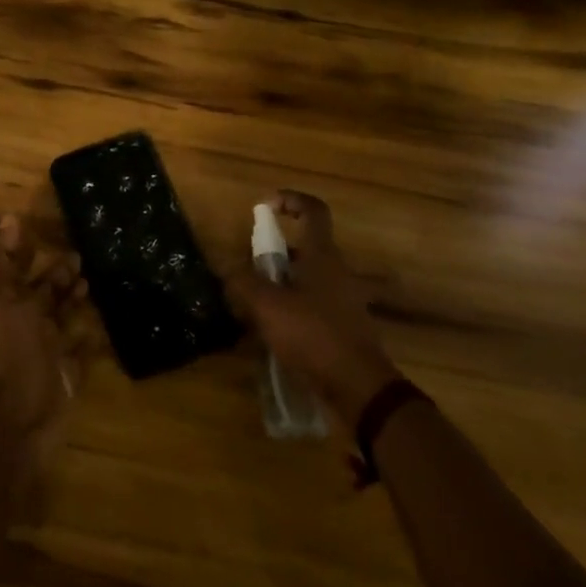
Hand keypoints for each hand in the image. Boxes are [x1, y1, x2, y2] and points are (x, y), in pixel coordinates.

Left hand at [0, 215, 89, 452]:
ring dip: (75, 300)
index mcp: (7, 305)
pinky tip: (105, 324)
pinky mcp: (70, 374)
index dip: (25, 251)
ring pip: (64, 319)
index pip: (16, 270)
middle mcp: (27, 325)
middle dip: (59, 274)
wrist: (18, 417)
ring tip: (95, 281)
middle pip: (43, 293)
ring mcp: (49, 351)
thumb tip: (9, 218)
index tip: (43, 228)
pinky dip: (93, 338)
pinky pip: (84, 352)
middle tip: (81, 254)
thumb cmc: (7, 350)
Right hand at [225, 190, 401, 432]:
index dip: (290, 199)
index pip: (313, 210)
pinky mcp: (342, 324)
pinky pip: (311, 303)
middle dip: (273, 252)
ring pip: (306, 277)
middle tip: (247, 268)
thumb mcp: (268, 307)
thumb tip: (226, 269)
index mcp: (322, 255)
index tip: (265, 207)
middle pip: (304, 246)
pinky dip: (290, 307)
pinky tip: (270, 330)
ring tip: (250, 303)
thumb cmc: (313, 335)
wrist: (359, 386)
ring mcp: (342, 298)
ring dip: (279, 282)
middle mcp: (336, 270)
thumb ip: (244, 283)